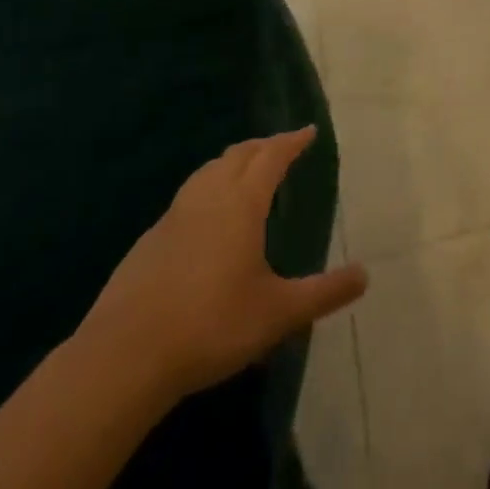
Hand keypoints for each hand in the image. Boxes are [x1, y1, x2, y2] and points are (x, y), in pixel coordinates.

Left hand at [76, 126, 367, 402]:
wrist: (124, 357)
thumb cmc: (211, 326)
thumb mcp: (277, 314)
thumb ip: (323, 294)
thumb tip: (365, 275)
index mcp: (242, 203)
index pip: (272, 156)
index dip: (292, 141)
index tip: (308, 131)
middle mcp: (209, 197)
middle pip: (239, 155)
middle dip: (263, 145)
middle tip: (281, 147)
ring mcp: (174, 216)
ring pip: (208, 171)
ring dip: (232, 161)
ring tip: (245, 170)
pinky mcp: (149, 240)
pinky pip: (187, 197)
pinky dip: (206, 188)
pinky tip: (205, 217)